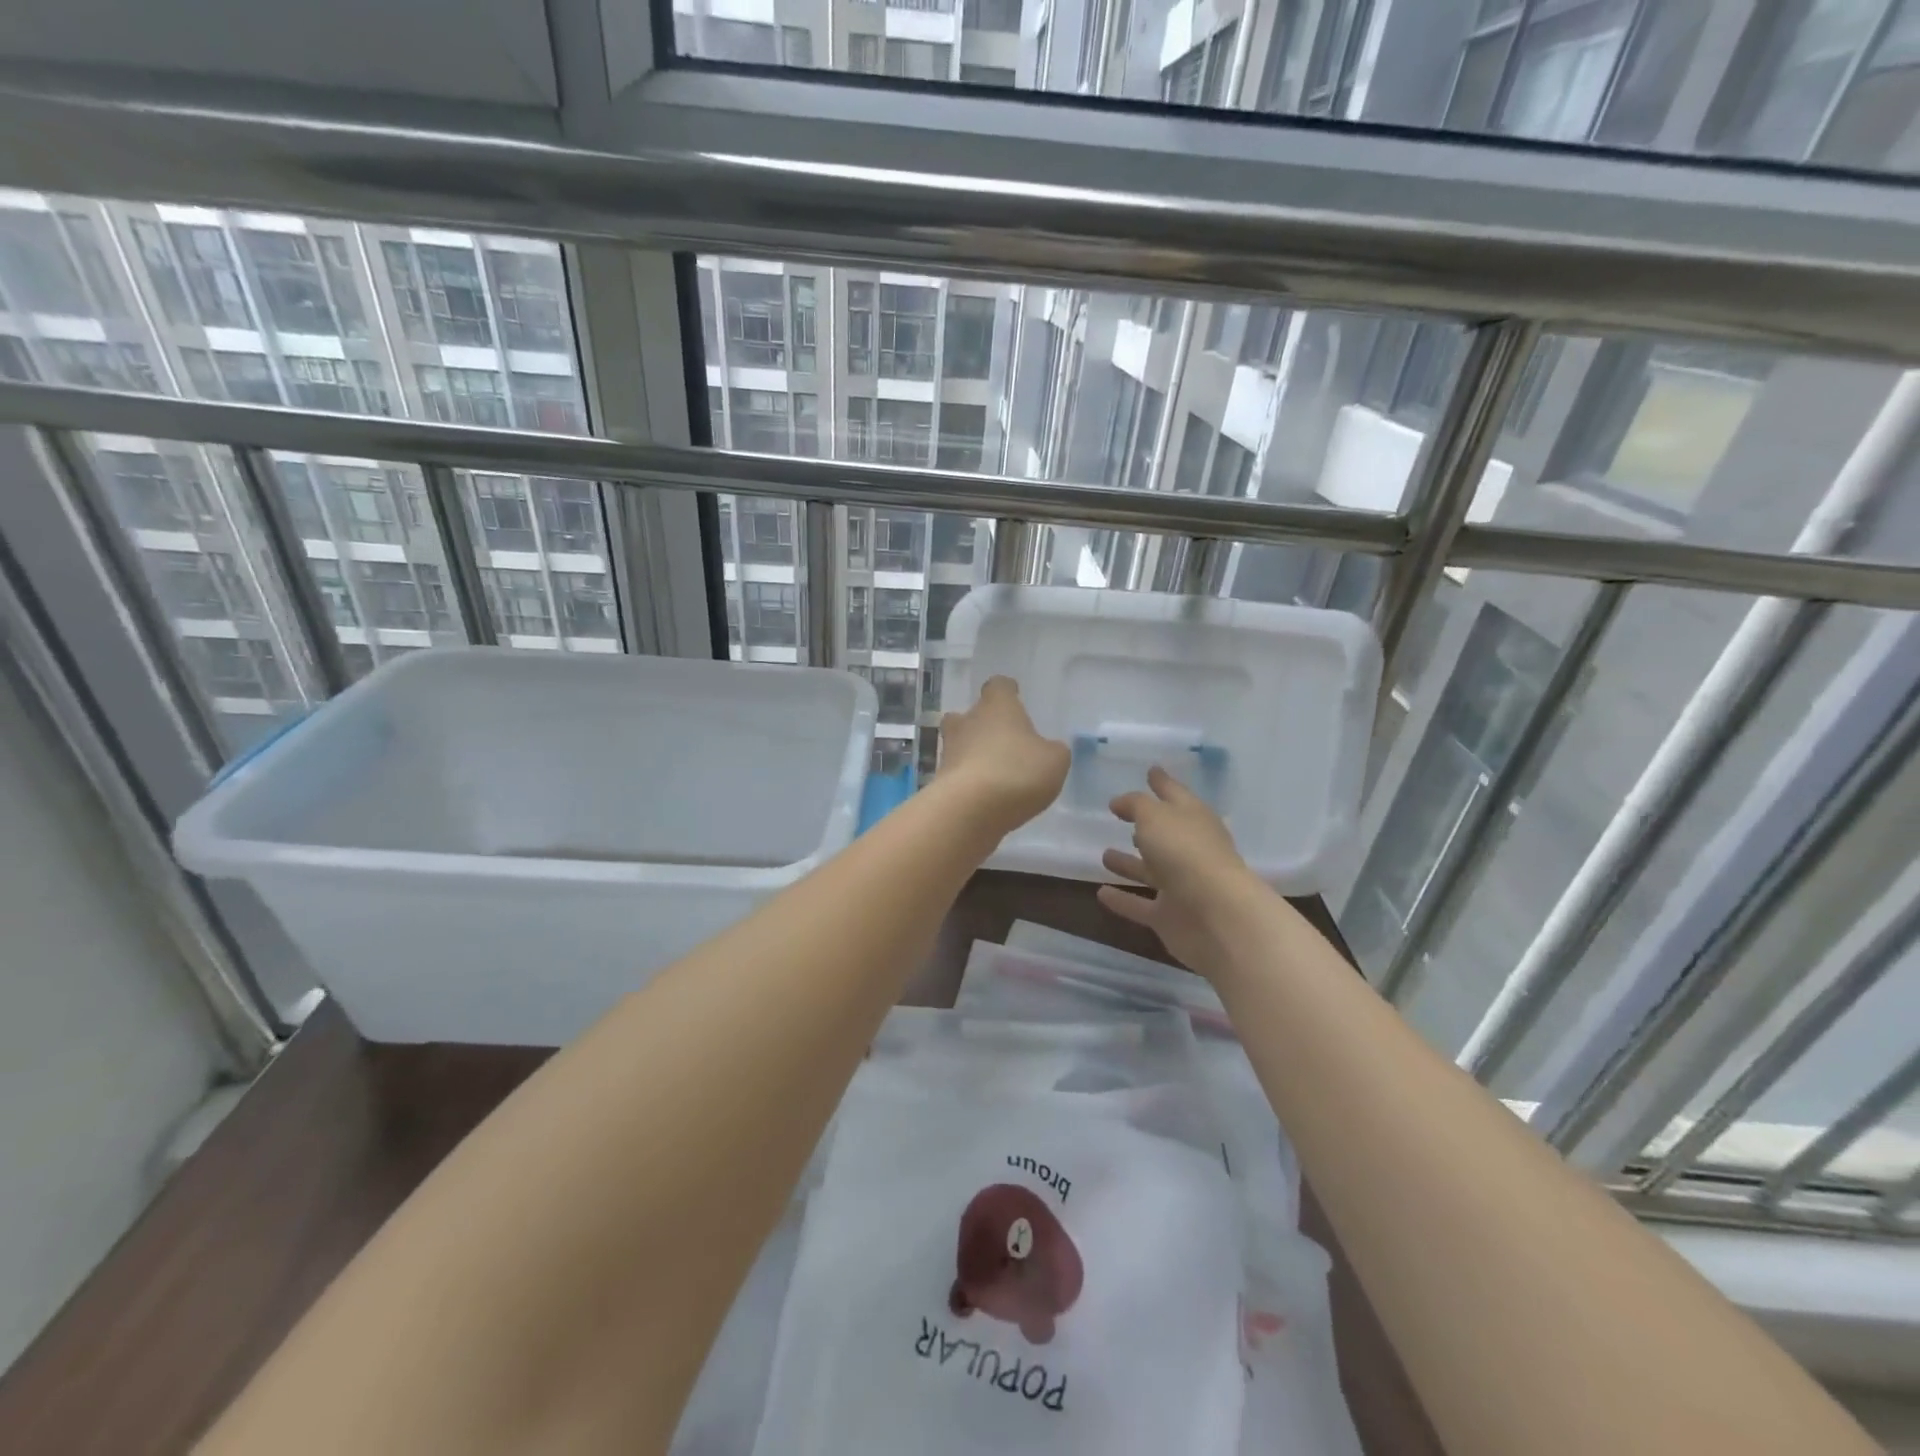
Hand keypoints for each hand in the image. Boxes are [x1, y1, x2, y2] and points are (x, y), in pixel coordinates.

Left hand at [937, 676, 1070, 835]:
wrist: (969, 810)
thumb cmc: (1017, 772)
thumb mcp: (1054, 761)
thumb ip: (1053, 751)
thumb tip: (1048, 749)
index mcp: (997, 707)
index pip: (999, 686)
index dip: (1007, 691)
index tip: (1014, 697)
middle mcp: (967, 722)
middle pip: (969, 714)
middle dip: (983, 724)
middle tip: (1001, 739)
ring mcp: (948, 751)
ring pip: (959, 744)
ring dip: (973, 754)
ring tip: (996, 773)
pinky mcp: (939, 781)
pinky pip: (957, 774)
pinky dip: (969, 781)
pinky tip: (985, 796)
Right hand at [1097, 766, 1266, 975]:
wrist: (1216, 916)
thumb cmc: (1184, 852)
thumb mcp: (1154, 816)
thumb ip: (1135, 805)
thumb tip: (1120, 802)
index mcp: (1193, 818)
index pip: (1175, 793)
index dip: (1161, 782)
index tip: (1150, 770)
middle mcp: (1190, 849)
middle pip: (1165, 834)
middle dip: (1146, 825)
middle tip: (1121, 817)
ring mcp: (1182, 885)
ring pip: (1151, 870)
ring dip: (1130, 863)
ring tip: (1105, 854)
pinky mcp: (1171, 916)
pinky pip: (1141, 905)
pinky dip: (1123, 900)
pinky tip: (1100, 893)